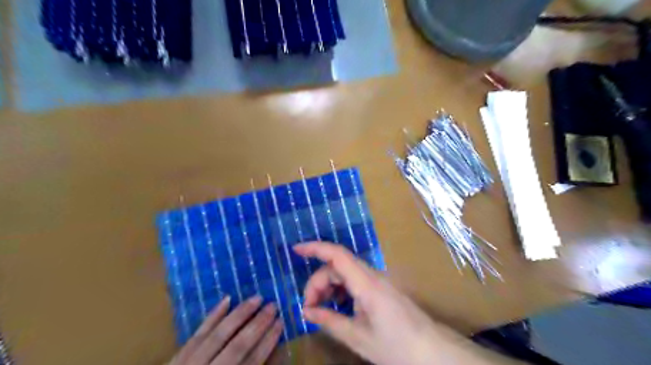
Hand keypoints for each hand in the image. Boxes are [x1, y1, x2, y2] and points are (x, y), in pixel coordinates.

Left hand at [171, 296, 283, 362]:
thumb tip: (276, 356)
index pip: (252, 362)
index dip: (268, 341)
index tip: (281, 322)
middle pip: (238, 346)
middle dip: (258, 325)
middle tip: (274, 305)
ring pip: (218, 335)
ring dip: (240, 314)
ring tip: (257, 298)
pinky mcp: (176, 358)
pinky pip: (197, 333)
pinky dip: (213, 316)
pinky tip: (227, 299)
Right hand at [295, 242, 519, 364]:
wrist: (432, 351)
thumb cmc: (397, 347)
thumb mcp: (358, 338)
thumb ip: (330, 321)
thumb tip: (306, 312)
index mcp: (367, 284)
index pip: (337, 255)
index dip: (315, 248)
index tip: (295, 250)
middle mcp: (372, 275)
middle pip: (337, 265)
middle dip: (318, 282)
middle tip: (309, 309)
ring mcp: (378, 280)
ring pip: (345, 272)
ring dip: (329, 286)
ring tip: (321, 310)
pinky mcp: (381, 287)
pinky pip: (355, 280)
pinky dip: (341, 290)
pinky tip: (337, 307)